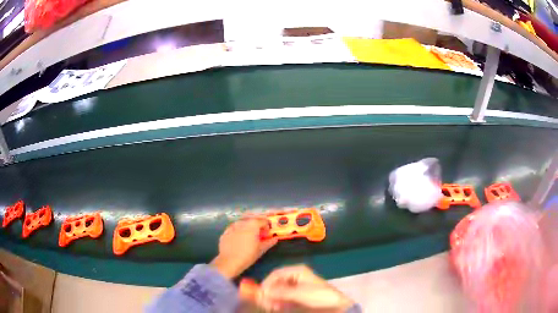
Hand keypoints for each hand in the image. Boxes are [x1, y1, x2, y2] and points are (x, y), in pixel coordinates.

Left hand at [210, 215, 277, 279]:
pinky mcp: (225, 232)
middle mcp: (242, 222)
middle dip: (257, 224)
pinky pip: (234, 228)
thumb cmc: (248, 255)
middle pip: (252, 219)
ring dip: (247, 226)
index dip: (267, 226)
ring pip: (242, 222)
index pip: (263, 220)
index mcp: (253, 224)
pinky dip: (238, 231)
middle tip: (259, 233)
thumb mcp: (261, 249)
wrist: (229, 261)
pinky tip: (239, 239)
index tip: (267, 233)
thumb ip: (269, 242)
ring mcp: (232, 226)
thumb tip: (275, 239)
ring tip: (249, 235)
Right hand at [257, 265, 353, 311]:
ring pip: (279, 291)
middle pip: (277, 282)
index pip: (276, 274)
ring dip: (273, 298)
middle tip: (264, 301)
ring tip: (270, 305)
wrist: (335, 305)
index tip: (261, 293)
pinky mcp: (298, 296)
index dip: (267, 283)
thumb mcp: (299, 293)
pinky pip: (284, 297)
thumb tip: (262, 291)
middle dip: (269, 292)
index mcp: (297, 271)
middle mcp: (295, 277)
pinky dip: (278, 302)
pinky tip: (276, 307)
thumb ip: (280, 292)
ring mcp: (296, 287)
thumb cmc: (319, 295)